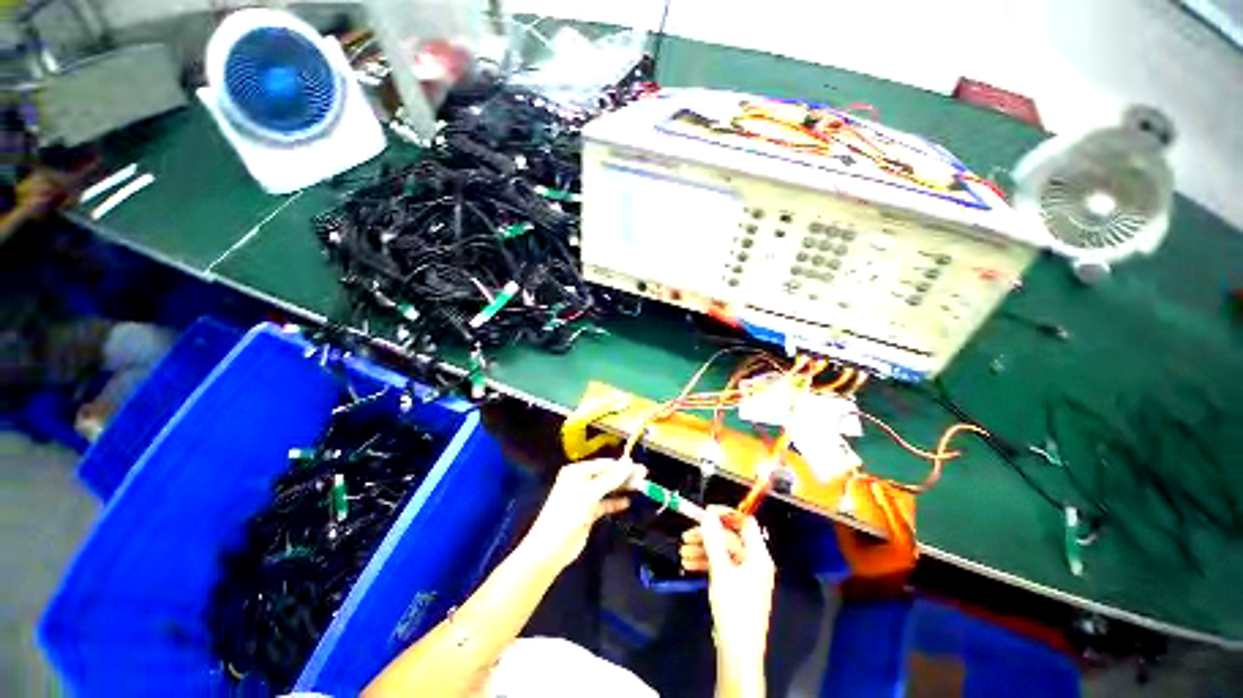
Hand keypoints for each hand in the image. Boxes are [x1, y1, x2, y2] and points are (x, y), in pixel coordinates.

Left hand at [522, 459, 644, 570]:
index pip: (604, 464)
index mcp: (576, 471)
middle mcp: (580, 481)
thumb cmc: (568, 514)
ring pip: (607, 488)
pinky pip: (604, 503)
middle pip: (606, 475)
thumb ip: (611, 479)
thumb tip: (629, 462)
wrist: (550, 548)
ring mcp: (584, 497)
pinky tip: (627, 502)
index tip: (640, 467)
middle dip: (624, 476)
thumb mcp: (590, 493)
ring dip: (621, 488)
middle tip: (644, 476)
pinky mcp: (587, 512)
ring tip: (640, 486)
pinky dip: (615, 502)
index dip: (622, 466)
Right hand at [680, 507, 774, 663]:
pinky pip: (721, 566)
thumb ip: (713, 540)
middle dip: (708, 535)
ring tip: (682, 550)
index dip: (727, 514)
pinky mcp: (737, 587)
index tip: (706, 512)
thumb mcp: (721, 570)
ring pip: (723, 553)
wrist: (737, 652)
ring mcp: (746, 576)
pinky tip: (688, 564)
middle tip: (687, 533)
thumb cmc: (734, 608)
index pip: (745, 523)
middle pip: (730, 538)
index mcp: (758, 556)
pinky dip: (706, 563)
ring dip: (703, 549)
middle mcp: (754, 562)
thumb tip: (708, 515)